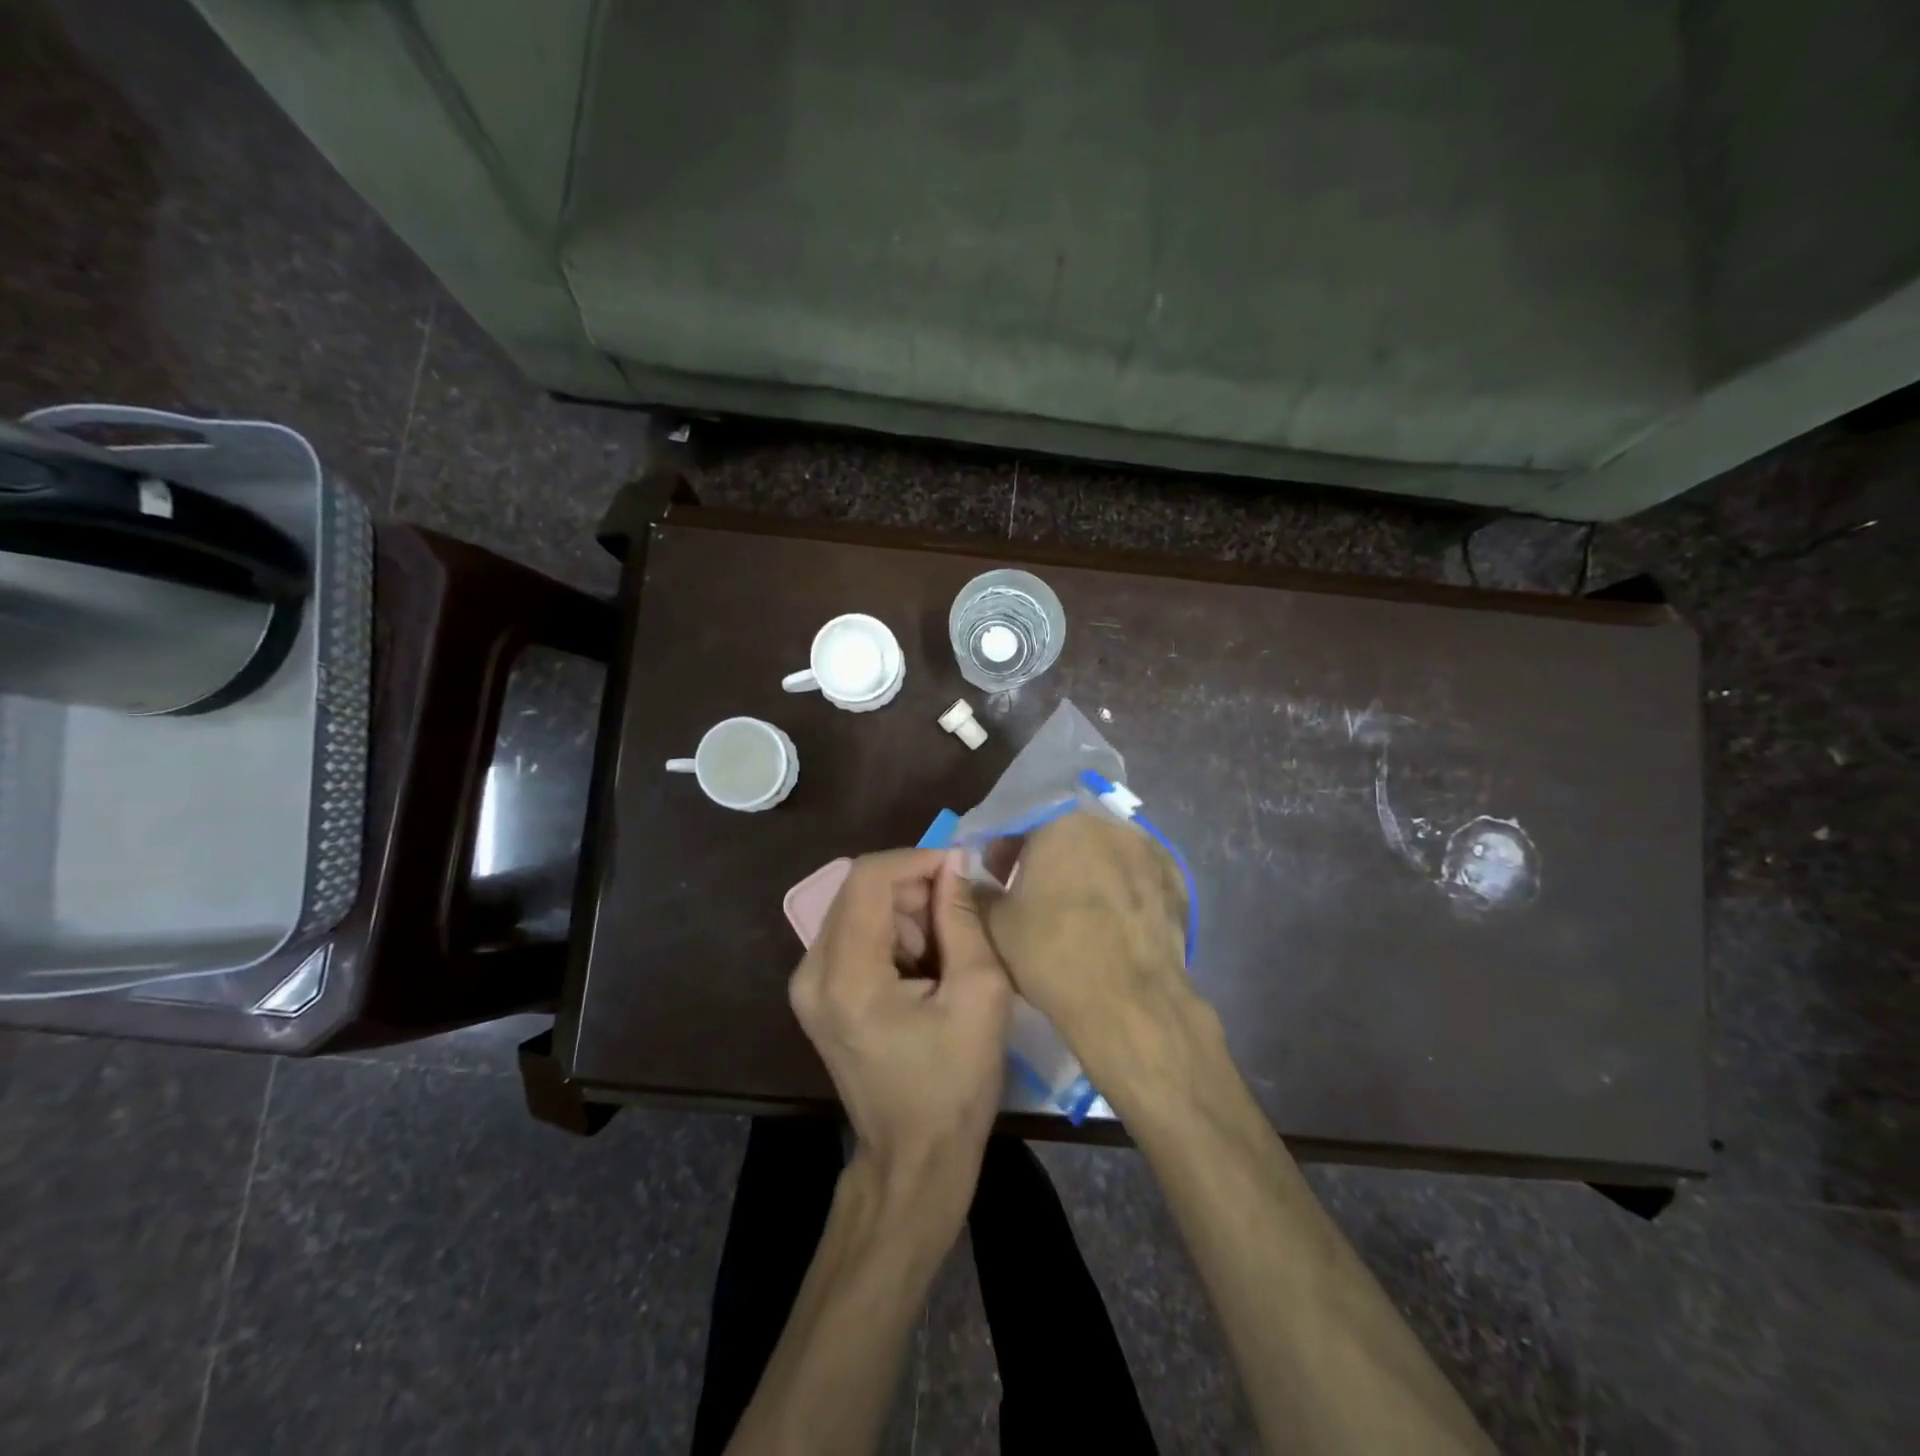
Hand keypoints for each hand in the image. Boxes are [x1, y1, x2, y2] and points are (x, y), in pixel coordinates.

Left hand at [790, 848, 1011, 1224]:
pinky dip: (890, 934)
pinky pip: (852, 935)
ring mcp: (806, 985)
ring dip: (905, 913)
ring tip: (945, 953)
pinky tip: (922, 969)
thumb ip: (963, 920)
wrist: (913, 1159)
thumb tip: (954, 864)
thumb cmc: (954, 1085)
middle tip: (960, 916)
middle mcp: (811, 972)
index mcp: (847, 976)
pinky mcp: (814, 995)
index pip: (869, 878)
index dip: (917, 859)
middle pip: (859, 890)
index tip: (960, 868)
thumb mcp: (979, 996)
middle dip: (914, 889)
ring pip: (856, 908)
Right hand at [982, 811, 1211, 1105]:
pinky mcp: (1176, 881)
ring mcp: (1149, 850)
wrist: (1129, 1001)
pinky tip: (1111, 922)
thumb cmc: (1051, 952)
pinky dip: (1120, 890)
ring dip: (1085, 872)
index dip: (1003, 851)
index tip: (996, 876)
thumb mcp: (995, 924)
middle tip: (1033, 893)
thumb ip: (980, 893)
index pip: (1020, 824)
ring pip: (1104, 854)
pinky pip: (1135, 877)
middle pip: (1066, 834)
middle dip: (1046, 858)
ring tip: (1075, 910)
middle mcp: (1108, 825)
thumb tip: (977, 882)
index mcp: (1060, 822)